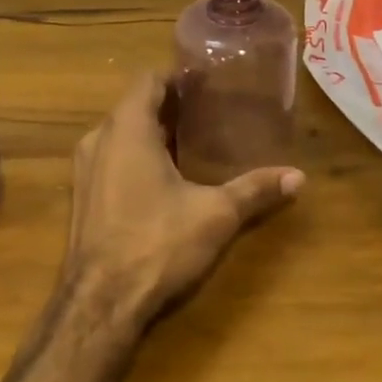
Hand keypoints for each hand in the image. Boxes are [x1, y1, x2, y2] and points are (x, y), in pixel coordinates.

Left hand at [65, 73, 302, 321]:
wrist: (99, 304)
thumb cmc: (156, 243)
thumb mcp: (214, 214)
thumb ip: (254, 190)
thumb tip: (298, 177)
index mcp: (127, 128)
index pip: (148, 80)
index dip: (176, 77)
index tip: (206, 82)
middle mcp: (99, 139)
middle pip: (134, 105)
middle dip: (169, 105)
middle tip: (208, 110)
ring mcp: (85, 168)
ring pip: (121, 133)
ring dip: (151, 131)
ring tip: (191, 140)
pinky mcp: (82, 196)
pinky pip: (111, 157)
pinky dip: (136, 154)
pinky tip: (164, 176)